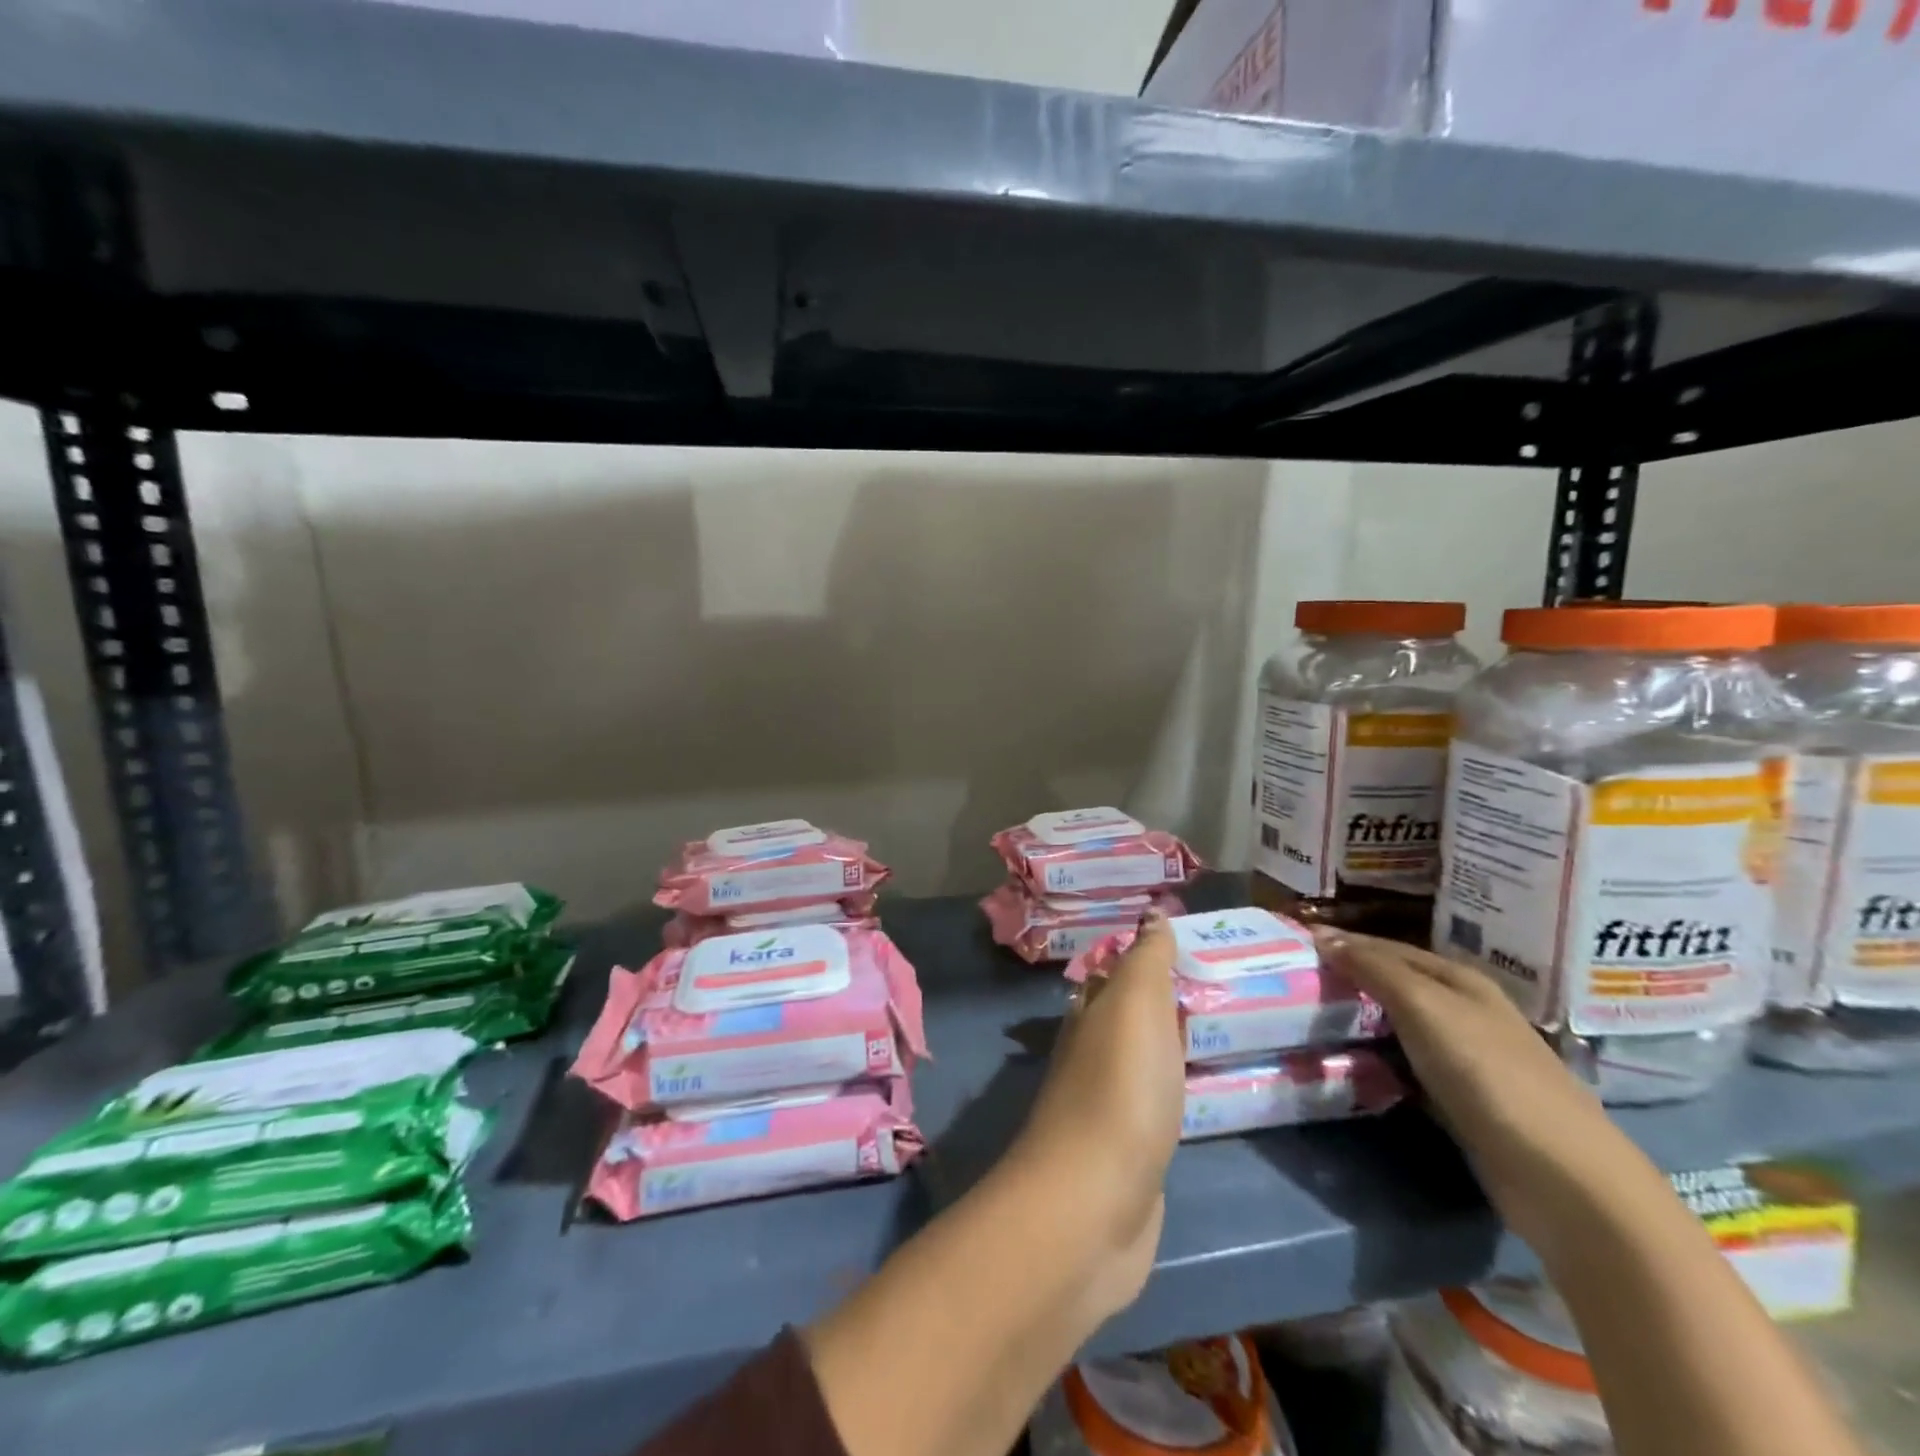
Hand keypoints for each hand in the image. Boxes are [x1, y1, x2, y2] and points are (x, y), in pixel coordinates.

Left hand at [1010, 911, 1184, 1319]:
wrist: (1094, 1203)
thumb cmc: (1119, 1091)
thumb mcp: (1135, 1007)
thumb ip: (1146, 960)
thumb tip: (1153, 913)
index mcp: (1091, 1013)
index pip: (1116, 970)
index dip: (1145, 953)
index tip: (1184, 938)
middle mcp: (1092, 1050)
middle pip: (1127, 1012)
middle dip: (1161, 995)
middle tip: (1212, 982)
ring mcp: (1109, 1103)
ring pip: (1141, 1056)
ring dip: (1169, 1040)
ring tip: (1214, 1026)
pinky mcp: (1129, 1151)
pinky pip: (1155, 1102)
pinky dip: (1174, 1087)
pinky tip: (1194, 1090)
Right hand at [1311, 927, 1647, 1258]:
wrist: (1562, 1178)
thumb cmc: (1488, 1073)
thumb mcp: (1424, 1007)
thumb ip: (1373, 969)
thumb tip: (1321, 935)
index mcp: (1460, 981)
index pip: (1388, 948)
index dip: (1345, 944)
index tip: (1296, 946)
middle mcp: (1464, 1013)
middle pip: (1394, 987)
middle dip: (1349, 983)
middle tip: (1295, 985)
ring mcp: (1466, 1060)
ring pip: (1398, 1029)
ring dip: (1359, 1025)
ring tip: (1308, 1023)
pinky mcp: (1462, 1103)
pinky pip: (1406, 1070)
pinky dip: (1377, 1065)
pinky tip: (1349, 1069)